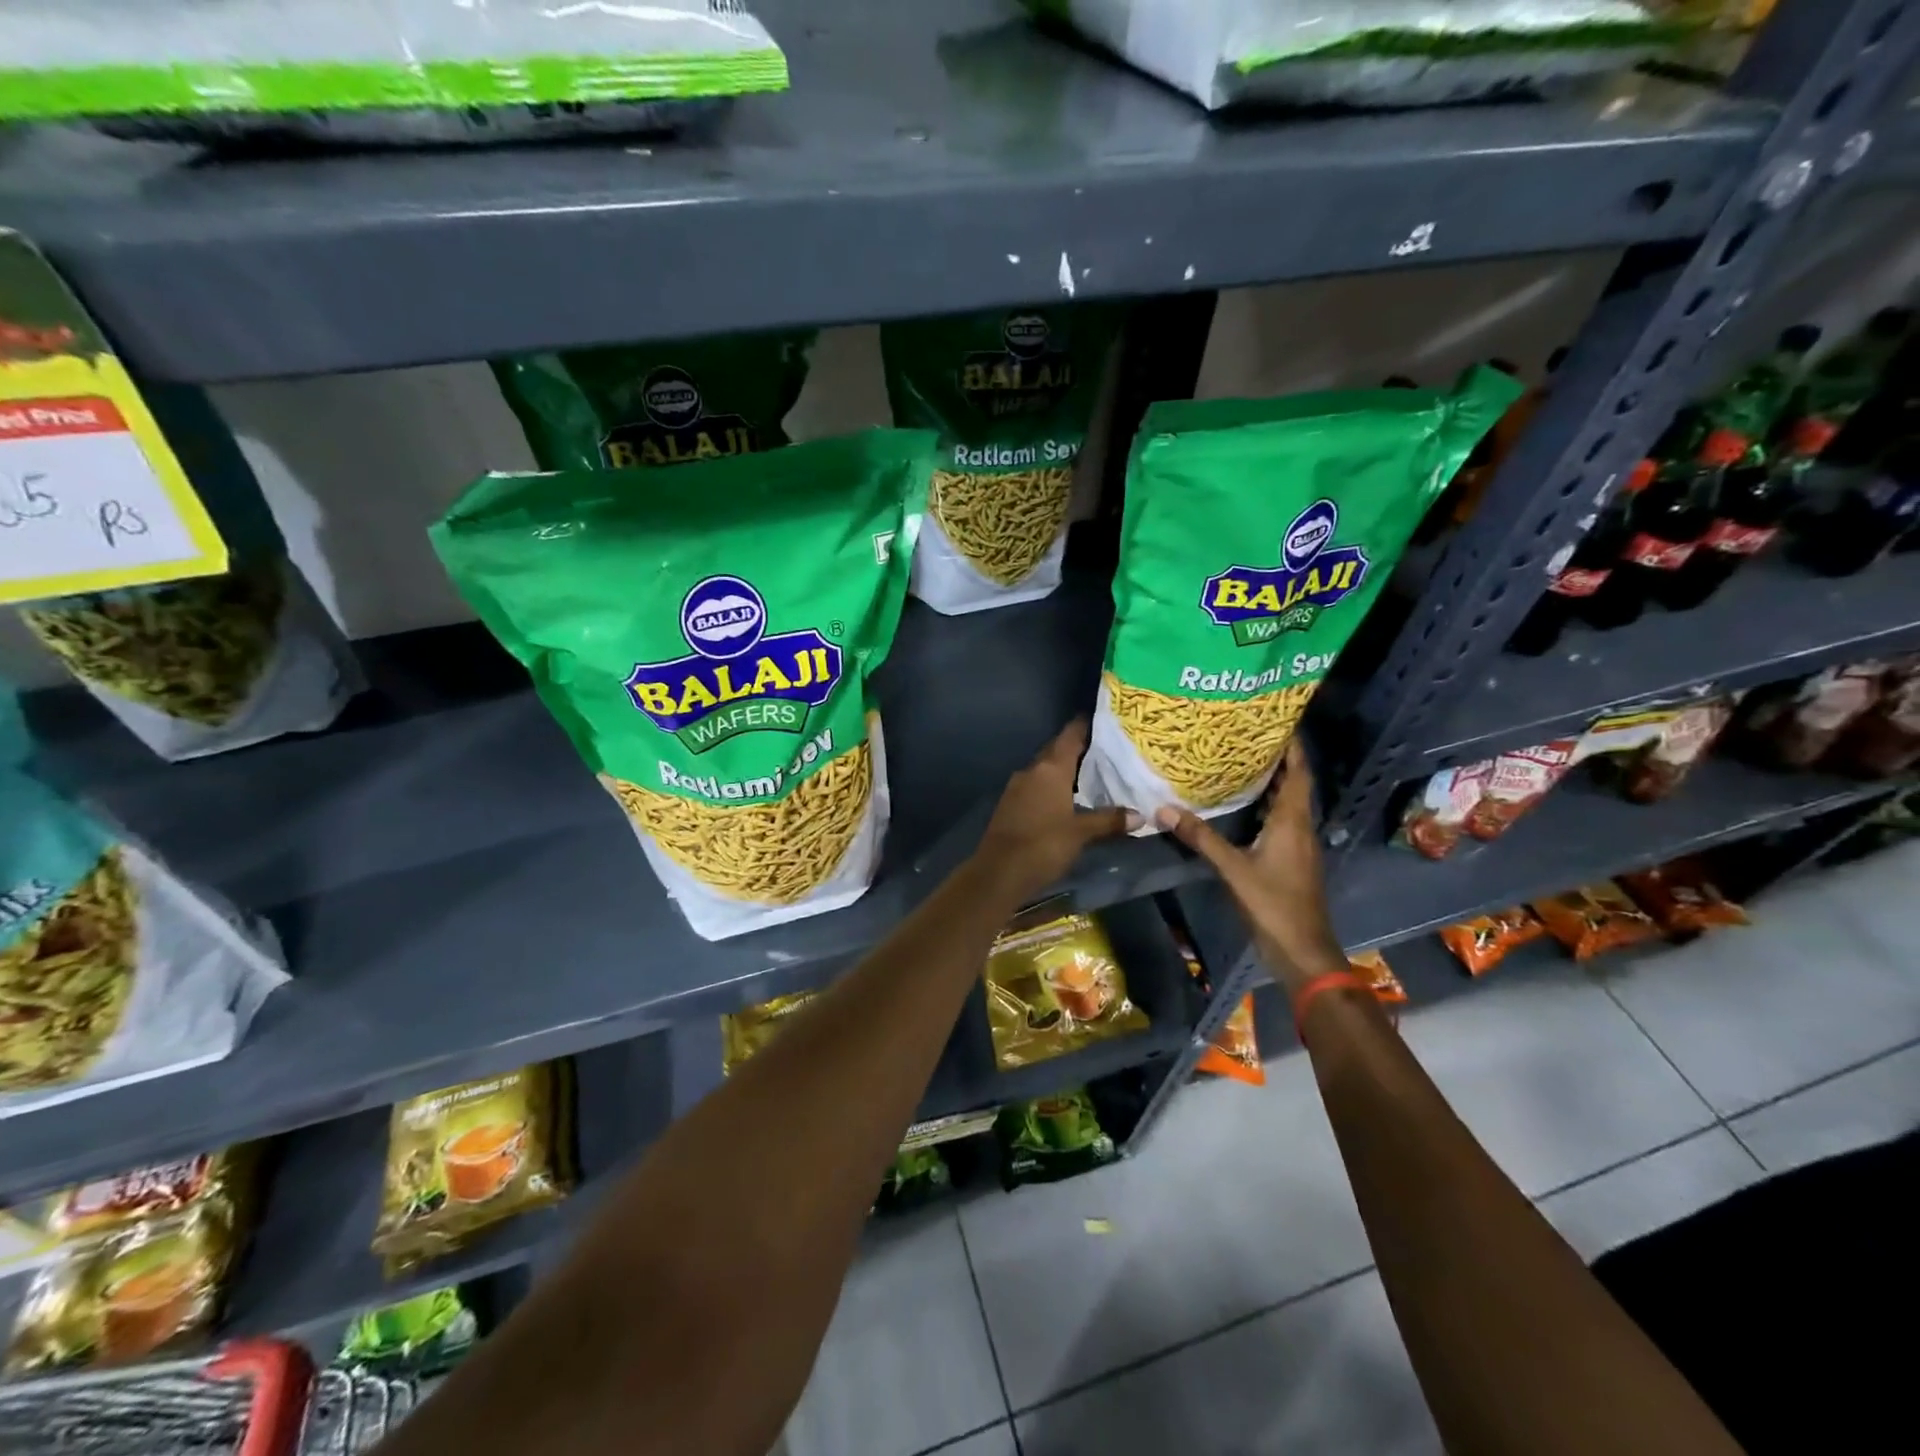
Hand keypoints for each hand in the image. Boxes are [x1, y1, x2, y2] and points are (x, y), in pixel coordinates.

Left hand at [978, 719, 1137, 900]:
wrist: (998, 872)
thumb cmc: (1043, 845)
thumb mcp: (1081, 833)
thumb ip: (1109, 820)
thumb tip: (1140, 815)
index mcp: (1050, 769)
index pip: (1069, 736)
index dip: (1084, 726)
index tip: (1101, 719)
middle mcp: (1031, 771)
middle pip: (1055, 751)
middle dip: (1076, 748)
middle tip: (1102, 748)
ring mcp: (1016, 787)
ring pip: (1044, 770)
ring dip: (1063, 769)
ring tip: (1088, 773)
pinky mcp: (1009, 805)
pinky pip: (1035, 786)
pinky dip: (1051, 786)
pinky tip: (1065, 798)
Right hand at [1155, 740, 1346, 993]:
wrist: (1301, 949)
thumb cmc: (1273, 903)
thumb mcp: (1232, 868)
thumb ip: (1200, 837)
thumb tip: (1164, 809)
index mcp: (1292, 822)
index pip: (1298, 774)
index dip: (1292, 747)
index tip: (1276, 721)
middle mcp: (1300, 827)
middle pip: (1293, 785)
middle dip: (1275, 760)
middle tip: (1246, 737)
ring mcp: (1298, 845)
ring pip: (1286, 804)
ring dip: (1270, 783)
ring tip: (1240, 763)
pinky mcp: (1291, 860)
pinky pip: (1280, 821)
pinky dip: (1265, 806)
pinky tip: (1243, 806)